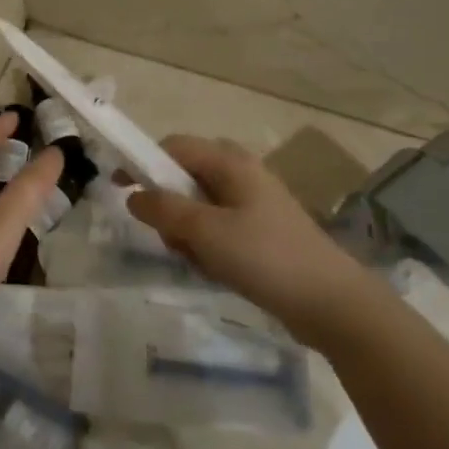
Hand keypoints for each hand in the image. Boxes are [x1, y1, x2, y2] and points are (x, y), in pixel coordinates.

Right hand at [128, 136, 369, 331]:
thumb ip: (163, 208)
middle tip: (168, 236)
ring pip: (199, 208)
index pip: (173, 146)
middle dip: (168, 207)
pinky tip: (216, 271)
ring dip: (187, 232)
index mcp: (230, 162)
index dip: (142, 162)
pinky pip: (217, 230)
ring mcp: (253, 204)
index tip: (118, 188)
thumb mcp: (204, 230)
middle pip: (184, 178)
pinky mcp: (260, 233)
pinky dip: (208, 247)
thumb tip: (133, 194)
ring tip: (198, 260)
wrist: (329, 302)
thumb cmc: (264, 256)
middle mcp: (242, 175)